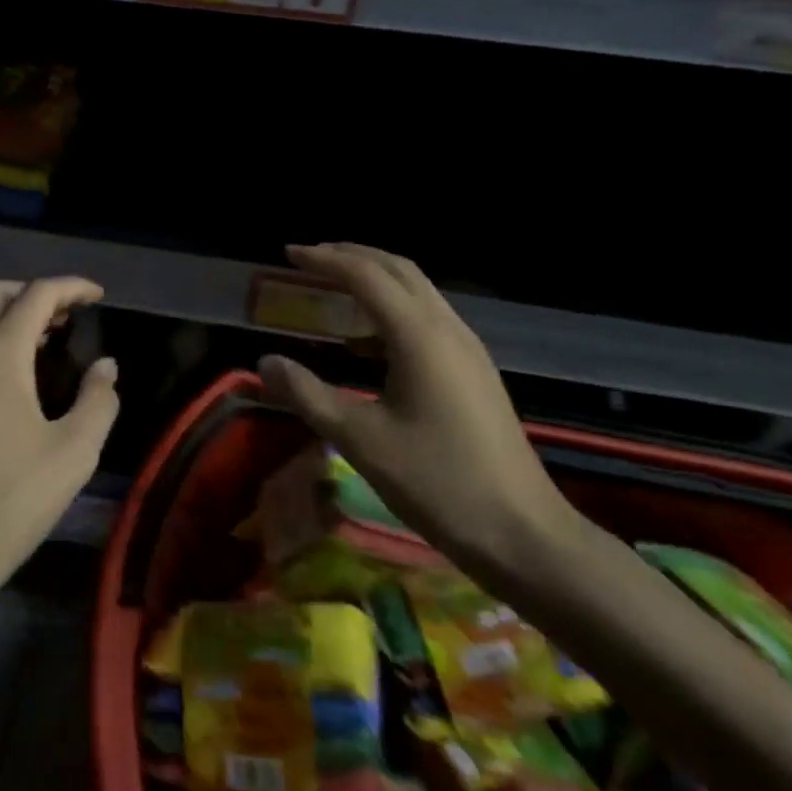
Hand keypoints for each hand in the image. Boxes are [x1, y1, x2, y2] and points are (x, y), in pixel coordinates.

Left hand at [0, 278, 118, 614]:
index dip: (71, 286)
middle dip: (32, 292)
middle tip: (66, 316)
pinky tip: (2, 387)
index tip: (97, 295)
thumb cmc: (6, 506)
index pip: (36, 295)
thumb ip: (98, 401)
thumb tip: (104, 367)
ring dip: (5, 317)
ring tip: (41, 346)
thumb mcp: (72, 456)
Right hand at [258, 244, 574, 573]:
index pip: (365, 275)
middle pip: (397, 269)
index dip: (324, 259)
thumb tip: (265, 362)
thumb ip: (309, 395)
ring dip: (374, 279)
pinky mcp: (476, 371)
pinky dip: (392, 309)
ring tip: (334, 292)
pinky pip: (428, 317)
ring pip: (417, 291)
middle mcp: (447, 328)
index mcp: (419, 335)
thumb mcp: (361, 440)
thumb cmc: (439, 483)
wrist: (526, 536)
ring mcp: (468, 348)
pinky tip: (368, 345)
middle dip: (352, 256)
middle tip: (310, 259)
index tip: (288, 254)